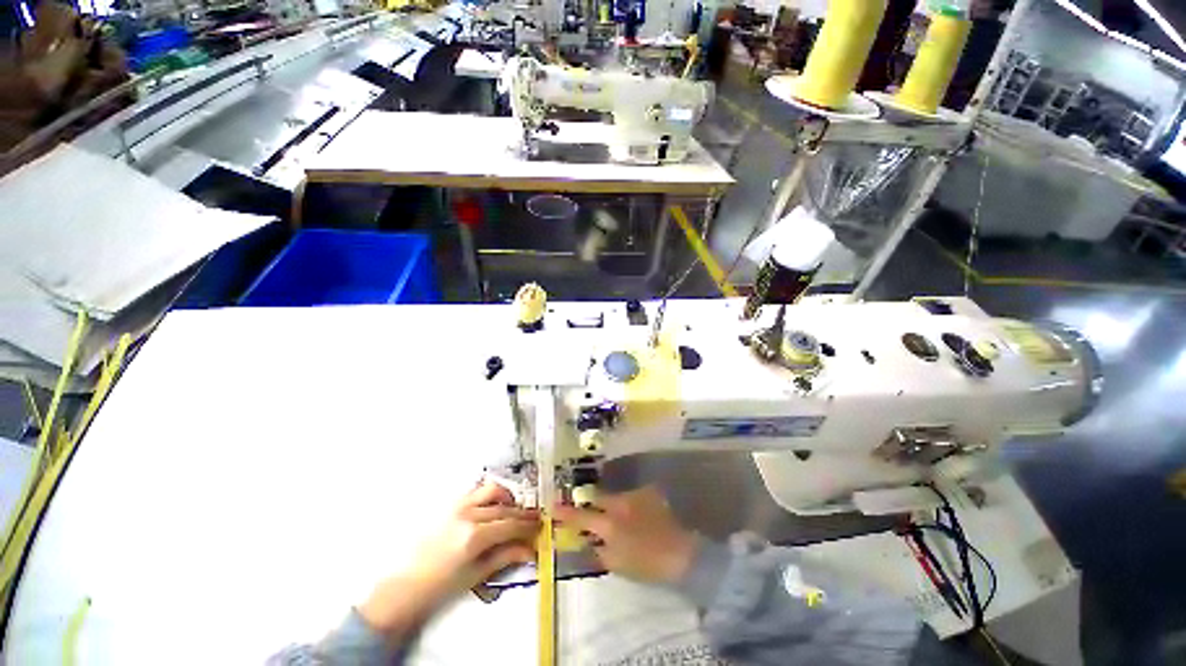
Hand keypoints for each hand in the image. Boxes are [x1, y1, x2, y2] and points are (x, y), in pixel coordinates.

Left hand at [359, 481, 537, 641]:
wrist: (402, 586)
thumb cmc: (439, 586)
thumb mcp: (475, 575)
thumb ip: (505, 557)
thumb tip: (531, 550)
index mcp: (475, 536)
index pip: (511, 524)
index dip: (528, 525)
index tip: (540, 526)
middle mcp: (468, 514)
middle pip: (505, 507)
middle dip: (522, 513)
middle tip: (533, 519)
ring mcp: (457, 505)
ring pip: (491, 490)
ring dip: (507, 497)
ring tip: (513, 508)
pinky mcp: (448, 504)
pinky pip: (475, 491)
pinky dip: (488, 495)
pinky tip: (492, 506)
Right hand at [553, 486, 696, 583]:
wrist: (682, 553)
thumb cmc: (647, 563)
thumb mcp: (617, 564)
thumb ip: (599, 551)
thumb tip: (589, 542)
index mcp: (609, 523)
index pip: (581, 516)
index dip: (566, 513)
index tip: (553, 507)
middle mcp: (619, 503)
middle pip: (598, 499)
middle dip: (592, 505)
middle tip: (592, 514)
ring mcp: (635, 495)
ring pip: (616, 497)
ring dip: (613, 506)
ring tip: (621, 520)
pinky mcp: (648, 493)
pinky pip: (632, 497)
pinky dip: (630, 505)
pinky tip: (638, 516)